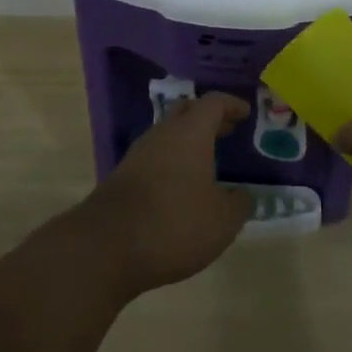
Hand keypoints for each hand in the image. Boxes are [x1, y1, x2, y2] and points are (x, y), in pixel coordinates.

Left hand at [72, 92, 253, 298]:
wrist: (105, 248)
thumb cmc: (174, 224)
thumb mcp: (222, 221)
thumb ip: (238, 204)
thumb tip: (241, 196)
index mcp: (190, 133)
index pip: (213, 103)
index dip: (231, 104)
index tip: (246, 113)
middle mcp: (162, 134)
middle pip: (186, 111)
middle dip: (208, 118)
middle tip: (227, 129)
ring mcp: (138, 155)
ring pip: (167, 134)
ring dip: (188, 141)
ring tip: (207, 159)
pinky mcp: (122, 178)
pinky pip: (154, 157)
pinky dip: (172, 162)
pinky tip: (182, 185)